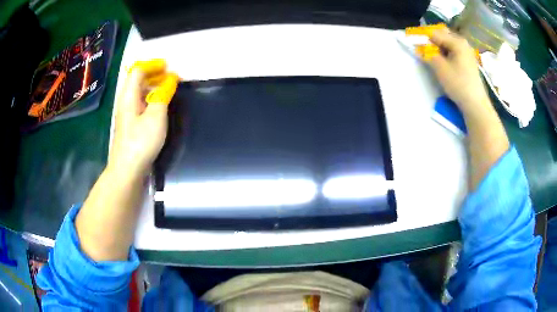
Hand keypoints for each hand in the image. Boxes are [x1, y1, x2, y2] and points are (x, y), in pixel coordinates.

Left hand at [108, 59, 178, 178]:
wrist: (127, 170)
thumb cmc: (140, 142)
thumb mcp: (156, 116)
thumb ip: (163, 95)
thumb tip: (170, 79)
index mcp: (129, 96)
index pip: (138, 71)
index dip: (153, 65)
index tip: (168, 67)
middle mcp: (126, 101)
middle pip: (137, 79)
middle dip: (154, 74)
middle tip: (171, 77)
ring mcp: (127, 113)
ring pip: (139, 92)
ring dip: (153, 86)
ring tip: (169, 89)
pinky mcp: (131, 124)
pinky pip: (141, 103)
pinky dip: (151, 98)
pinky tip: (160, 105)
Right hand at [427, 30, 490, 113]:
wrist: (476, 105)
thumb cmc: (459, 84)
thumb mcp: (440, 68)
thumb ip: (428, 54)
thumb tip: (419, 47)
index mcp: (457, 41)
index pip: (435, 33)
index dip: (423, 38)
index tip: (415, 44)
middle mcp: (463, 43)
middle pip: (443, 36)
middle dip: (432, 41)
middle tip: (425, 52)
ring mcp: (467, 52)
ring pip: (448, 44)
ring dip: (439, 48)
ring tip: (434, 59)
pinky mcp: (468, 62)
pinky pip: (454, 52)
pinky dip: (446, 54)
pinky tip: (444, 64)